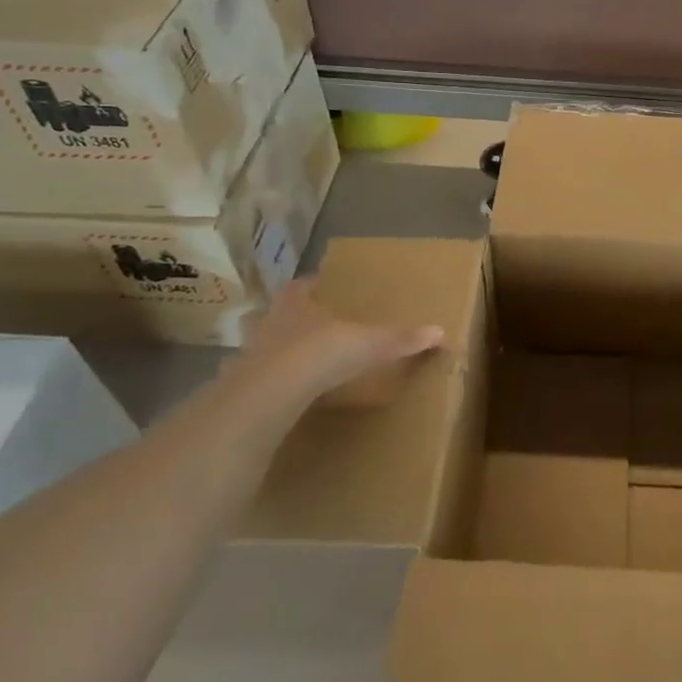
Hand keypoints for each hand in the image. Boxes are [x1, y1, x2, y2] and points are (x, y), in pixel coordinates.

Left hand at [231, 278, 443, 408]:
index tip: (323, 289)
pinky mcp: (241, 386)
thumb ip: (400, 338)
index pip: (302, 286)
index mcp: (297, 302)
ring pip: (264, 345)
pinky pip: (258, 380)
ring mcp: (251, 354)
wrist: (270, 394)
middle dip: (294, 319)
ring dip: (278, 351)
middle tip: (315, 327)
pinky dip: (270, 384)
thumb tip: (440, 331)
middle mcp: (270, 322)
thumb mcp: (369, 344)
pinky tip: (283, 395)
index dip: (312, 286)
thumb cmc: (320, 353)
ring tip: (299, 362)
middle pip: (279, 314)